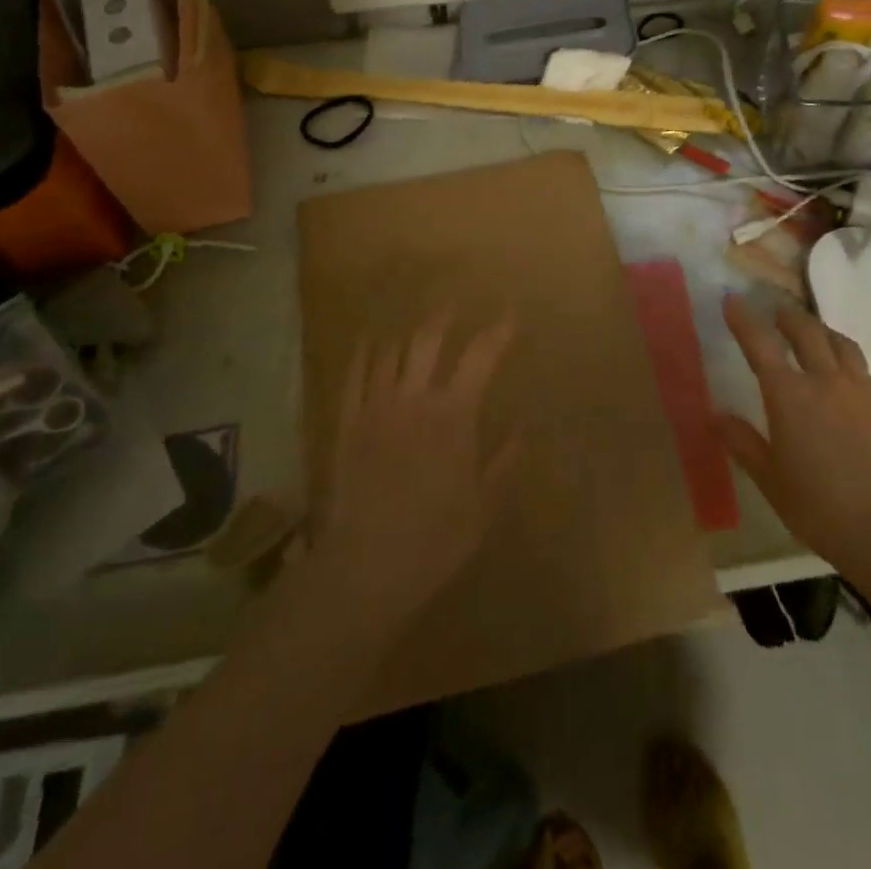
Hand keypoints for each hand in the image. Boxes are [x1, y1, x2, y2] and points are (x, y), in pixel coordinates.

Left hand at [312, 311, 519, 624]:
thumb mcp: (483, 506)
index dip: (499, 331)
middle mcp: (415, 397)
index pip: (481, 357)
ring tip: (415, 326)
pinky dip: (364, 353)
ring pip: (391, 352)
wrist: (365, 565)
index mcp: (454, 414)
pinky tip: (369, 343)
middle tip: (454, 305)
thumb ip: (504, 463)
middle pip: (429, 341)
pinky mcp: (348, 422)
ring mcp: (377, 406)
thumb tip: (522, 430)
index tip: (511, 315)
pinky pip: (355, 375)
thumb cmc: (434, 539)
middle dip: (445, 318)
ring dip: (407, 334)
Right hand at [717, 294, 870, 572]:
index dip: (744, 319)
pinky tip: (846, 375)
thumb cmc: (815, 505)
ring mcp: (859, 390)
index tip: (732, 299)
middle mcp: (824, 380)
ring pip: (841, 343)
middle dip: (788, 316)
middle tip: (776, 313)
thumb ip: (742, 441)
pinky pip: (863, 370)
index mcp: (788, 395)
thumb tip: (717, 416)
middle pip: (806, 331)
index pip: (760, 344)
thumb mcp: (767, 477)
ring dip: (821, 331)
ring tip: (813, 333)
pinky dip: (848, 361)